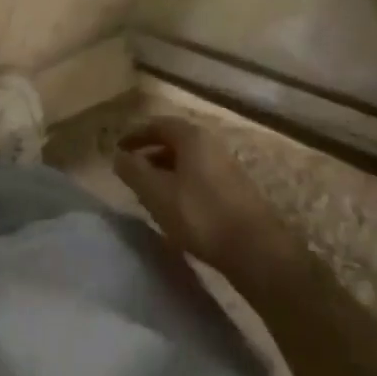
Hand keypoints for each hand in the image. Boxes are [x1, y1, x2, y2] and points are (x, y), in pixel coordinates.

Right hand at [114, 115, 294, 275]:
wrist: (257, 251)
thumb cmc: (201, 215)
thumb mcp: (157, 193)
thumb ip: (134, 172)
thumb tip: (118, 156)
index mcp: (192, 137)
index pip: (157, 124)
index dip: (135, 135)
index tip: (118, 149)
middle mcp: (211, 144)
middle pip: (174, 141)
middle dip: (150, 154)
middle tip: (132, 171)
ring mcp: (227, 167)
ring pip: (188, 161)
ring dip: (166, 171)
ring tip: (150, 192)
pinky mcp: (237, 190)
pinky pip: (201, 177)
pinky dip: (182, 184)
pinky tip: (177, 208)